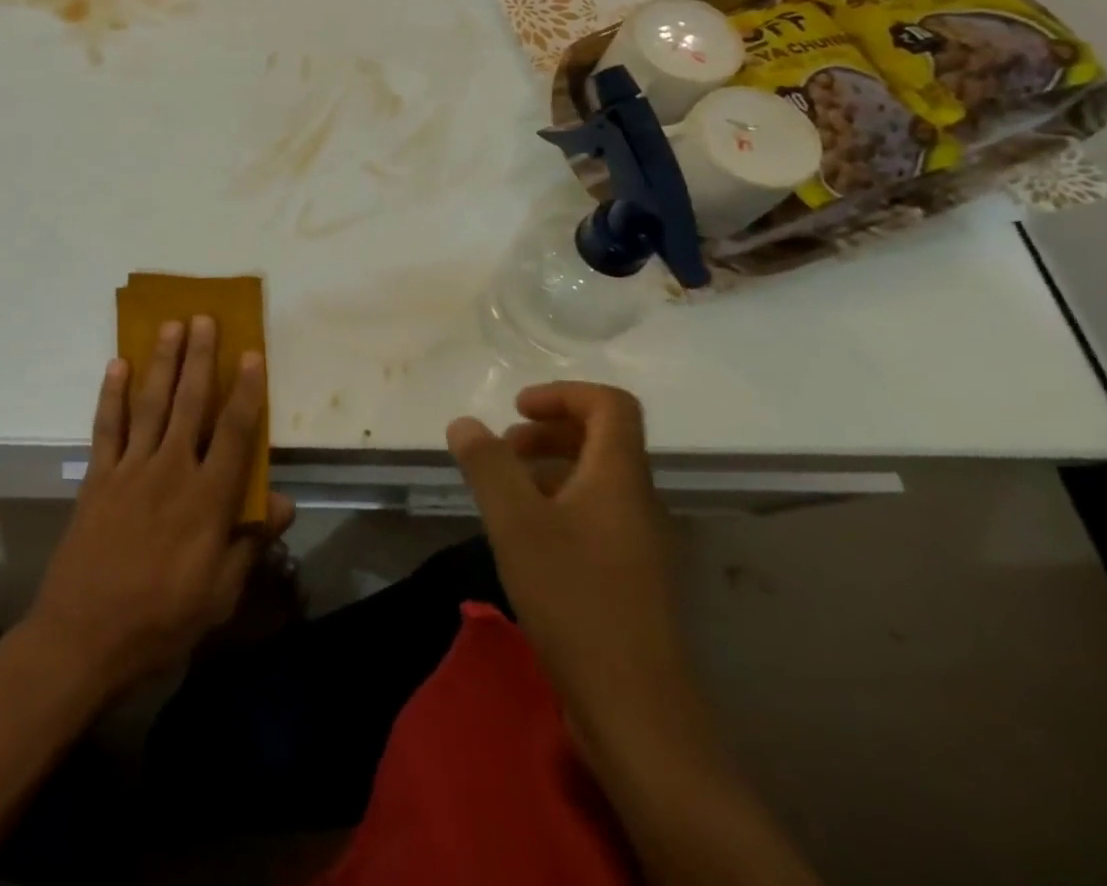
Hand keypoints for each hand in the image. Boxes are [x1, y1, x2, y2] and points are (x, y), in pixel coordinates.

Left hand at [26, 318, 294, 698]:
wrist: (84, 638)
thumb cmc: (161, 621)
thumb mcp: (219, 595)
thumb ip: (249, 542)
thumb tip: (282, 501)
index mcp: (206, 500)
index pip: (234, 433)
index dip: (247, 391)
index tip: (252, 354)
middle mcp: (170, 471)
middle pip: (191, 403)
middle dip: (201, 358)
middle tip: (206, 318)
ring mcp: (130, 469)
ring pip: (151, 404)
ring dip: (162, 362)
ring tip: (171, 325)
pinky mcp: (97, 477)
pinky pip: (106, 426)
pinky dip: (111, 394)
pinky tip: (117, 364)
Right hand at [447, 383, 691, 732]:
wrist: (637, 713)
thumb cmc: (575, 600)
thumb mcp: (515, 523)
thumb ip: (487, 464)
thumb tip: (465, 423)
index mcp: (620, 478)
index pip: (611, 405)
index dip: (563, 394)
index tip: (516, 410)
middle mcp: (640, 503)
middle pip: (603, 440)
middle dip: (548, 431)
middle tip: (502, 449)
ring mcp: (642, 545)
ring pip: (597, 481)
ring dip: (550, 469)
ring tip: (504, 493)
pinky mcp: (633, 581)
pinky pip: (597, 518)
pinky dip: (559, 507)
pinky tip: (526, 540)